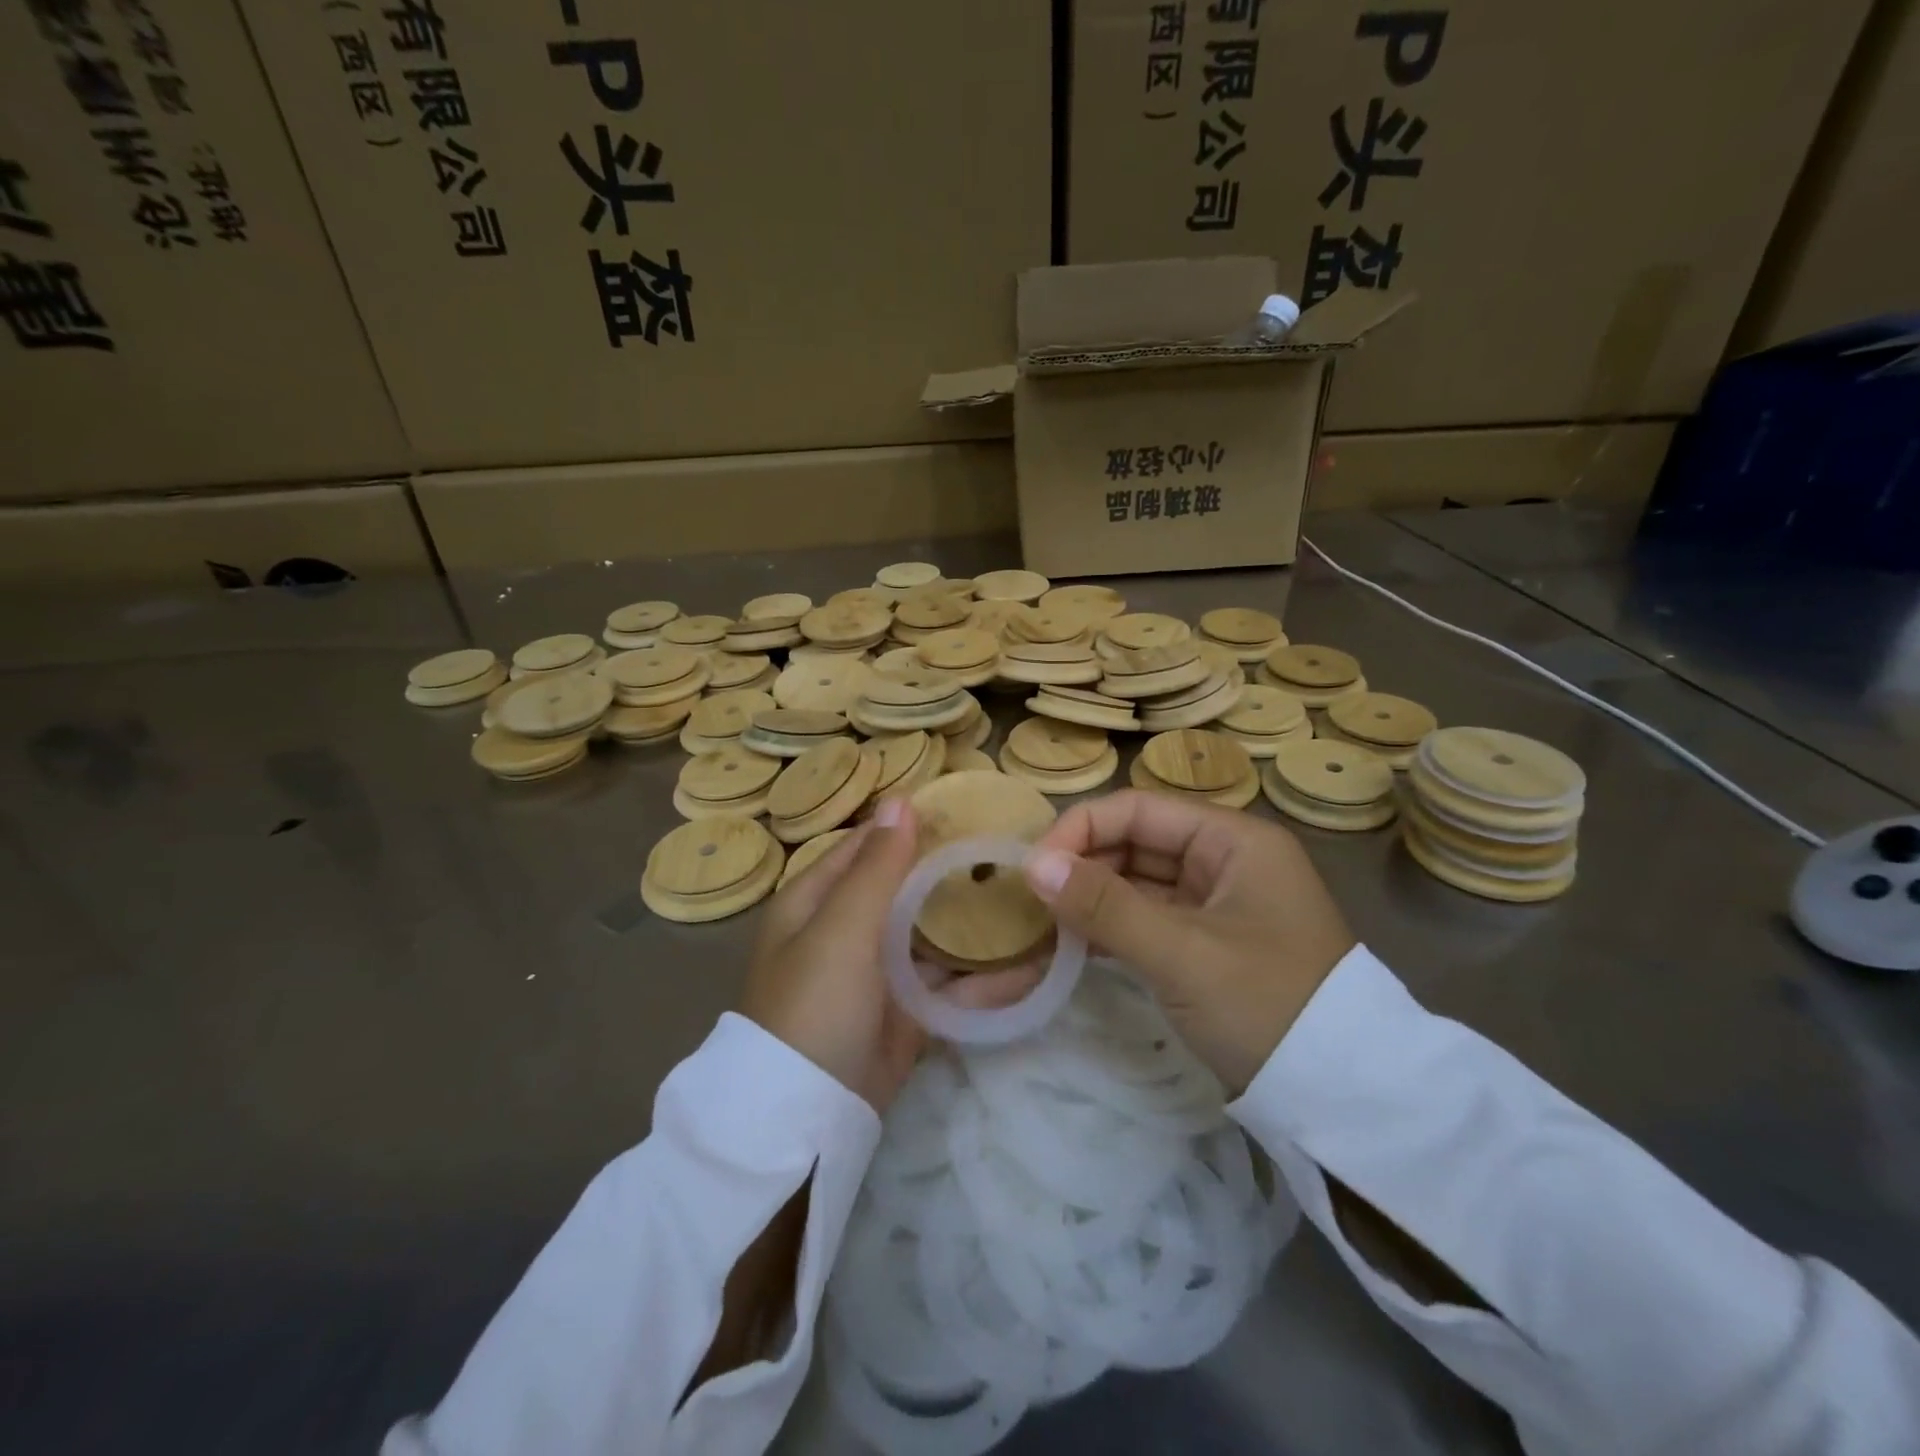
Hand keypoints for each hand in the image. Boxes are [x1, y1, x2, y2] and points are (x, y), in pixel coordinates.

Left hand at [741, 799, 1040, 1113]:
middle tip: (1010, 853)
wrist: (806, 1115)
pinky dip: (987, 979)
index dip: (908, 827)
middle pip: (905, 890)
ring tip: (1032, 901)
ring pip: (933, 938)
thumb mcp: (840, 928)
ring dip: (975, 926)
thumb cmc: (814, 1003)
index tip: (964, 811)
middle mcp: (846, 932)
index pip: (866, 848)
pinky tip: (1035, 965)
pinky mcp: (908, 1015)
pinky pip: (951, 987)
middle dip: (950, 874)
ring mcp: (879, 976)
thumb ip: (877, 867)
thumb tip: (900, 800)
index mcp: (817, 902)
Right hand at [1024, 790, 1355, 1091]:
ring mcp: (1215, 903)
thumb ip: (1105, 906)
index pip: (1139, 810)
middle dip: (1082, 865)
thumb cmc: (1266, 1005)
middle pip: (1136, 842)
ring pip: (1137, 882)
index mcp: (1232, 840)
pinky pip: (1146, 918)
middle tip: (1030, 899)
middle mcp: (1224, 860)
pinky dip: (1110, 927)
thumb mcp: (1181, 954)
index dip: (1081, 829)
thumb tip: (1032, 865)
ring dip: (1091, 898)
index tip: (1033, 867)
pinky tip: (1072, 941)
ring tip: (1042, 921)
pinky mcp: (1205, 943)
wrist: (1342, 1097)